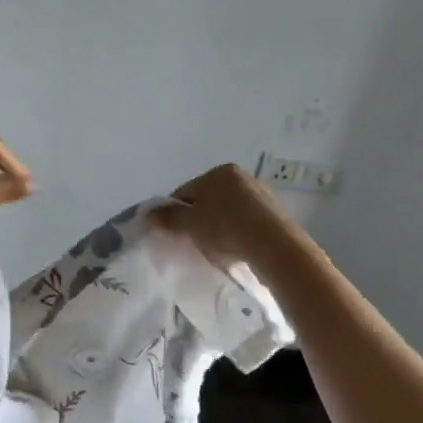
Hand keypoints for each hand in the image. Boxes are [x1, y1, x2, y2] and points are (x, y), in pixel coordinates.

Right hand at [148, 163, 293, 267]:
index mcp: (220, 172)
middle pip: (207, 201)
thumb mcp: (190, 224)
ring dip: (216, 228)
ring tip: (213, 251)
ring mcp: (261, 196)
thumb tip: (147, 214)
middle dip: (196, 220)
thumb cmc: (226, 228)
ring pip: (226, 213)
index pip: (185, 191)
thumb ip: (168, 218)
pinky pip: (244, 224)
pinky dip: (235, 235)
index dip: (174, 214)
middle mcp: (241, 177)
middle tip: (190, 243)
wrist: (274, 247)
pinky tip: (233, 251)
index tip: (171, 234)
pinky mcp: (275, 217)